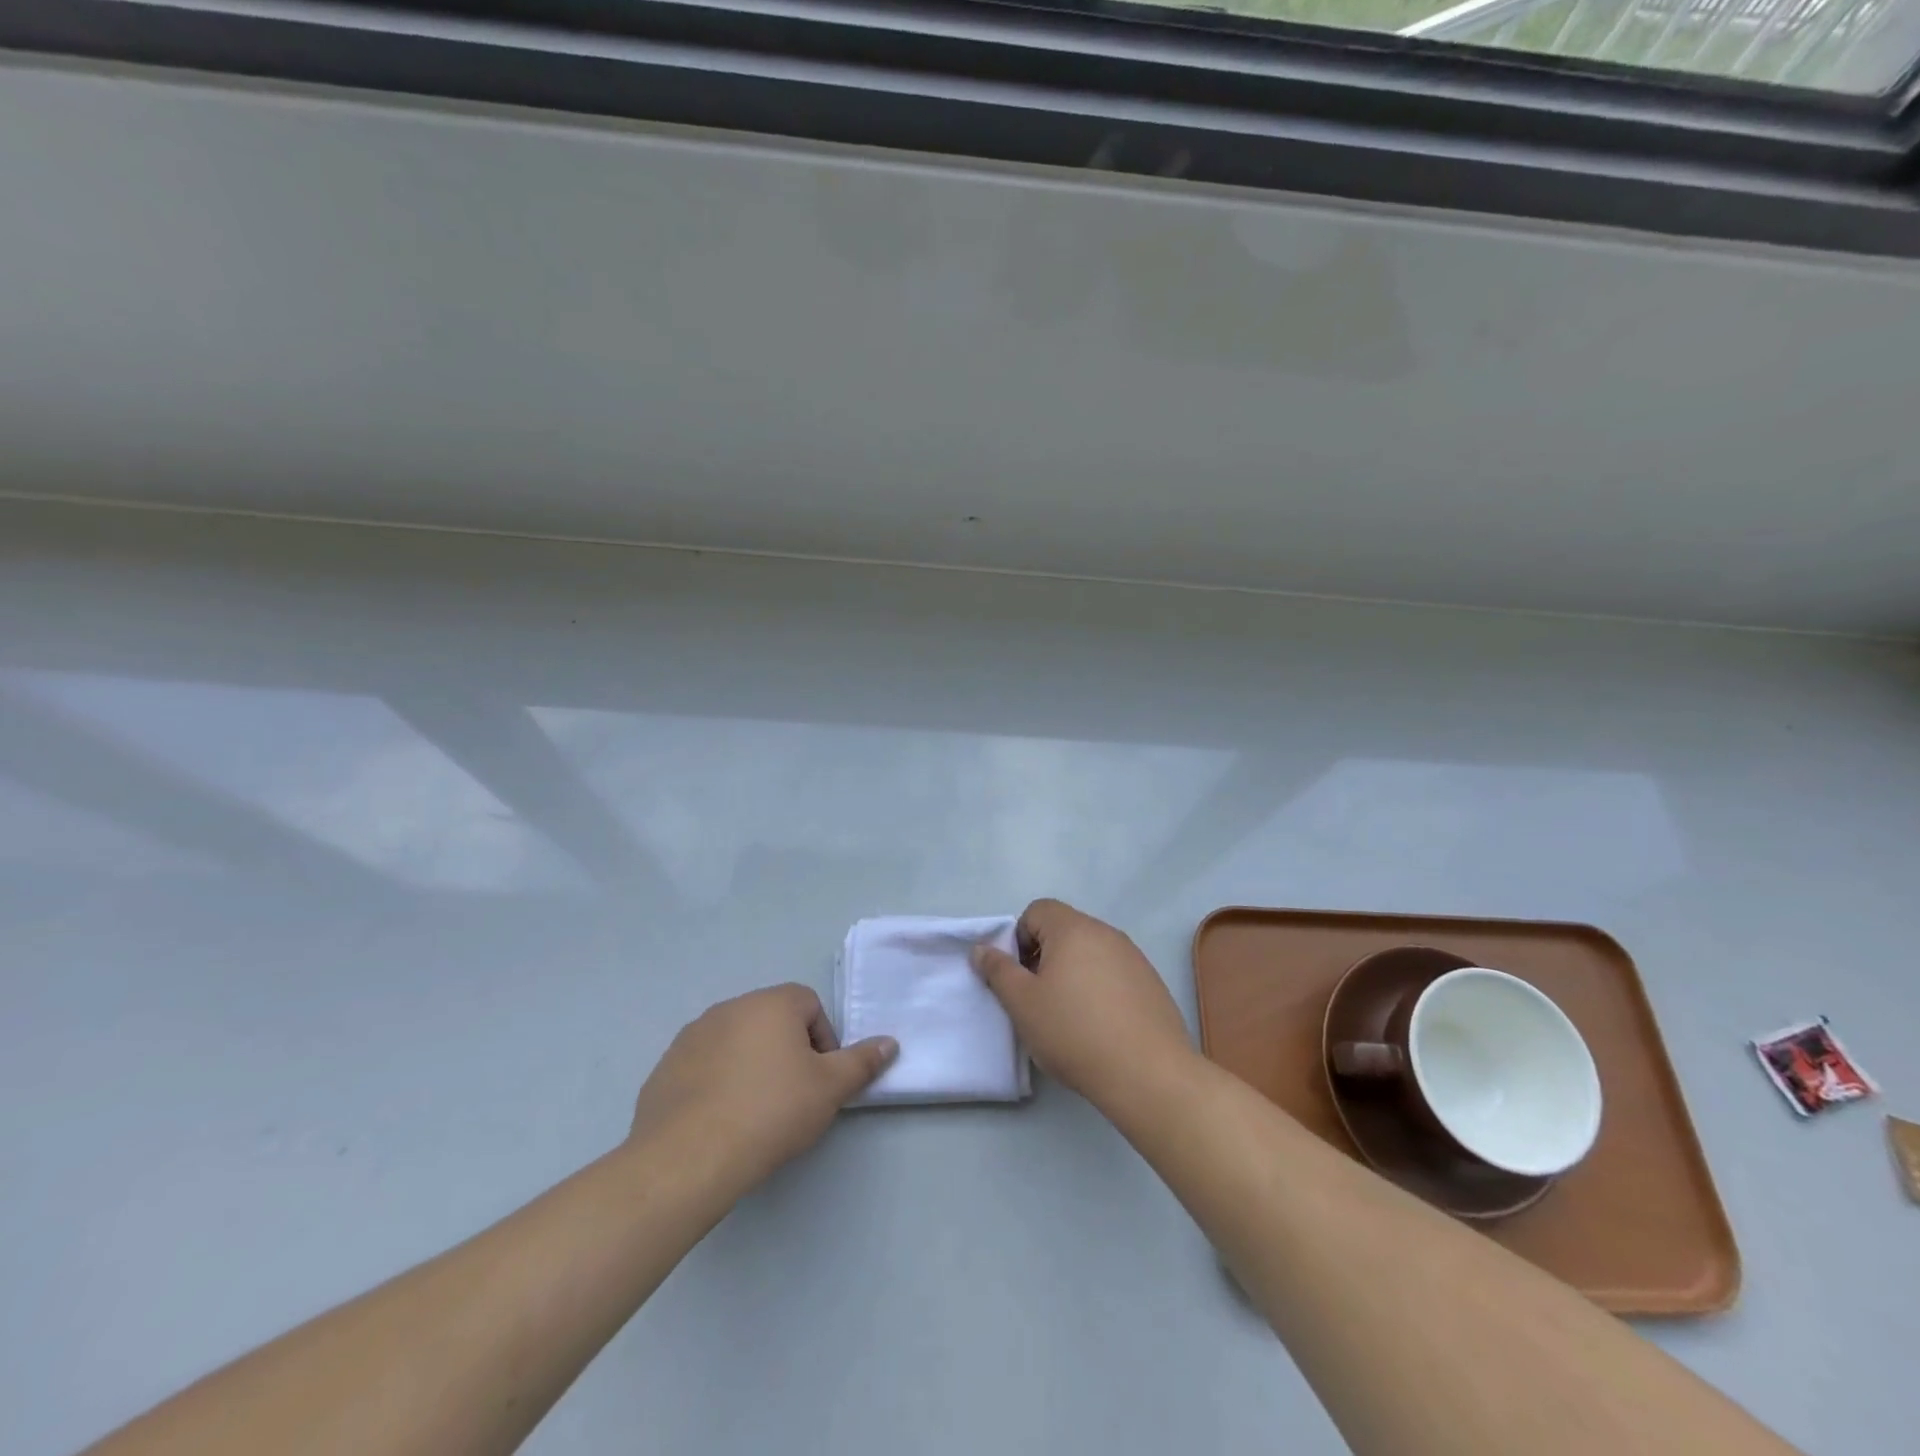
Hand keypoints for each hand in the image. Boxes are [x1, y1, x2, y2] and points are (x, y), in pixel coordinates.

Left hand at [628, 984, 896, 1189]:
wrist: (688, 1158)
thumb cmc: (770, 1112)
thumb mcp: (830, 1089)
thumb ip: (862, 1062)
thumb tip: (889, 1042)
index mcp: (772, 1003)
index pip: (809, 1004)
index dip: (823, 1040)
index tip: (821, 1079)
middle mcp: (730, 1007)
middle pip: (772, 1021)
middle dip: (787, 1052)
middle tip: (793, 1097)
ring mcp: (692, 1036)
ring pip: (736, 1043)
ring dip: (750, 1066)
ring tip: (755, 1113)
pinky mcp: (665, 1068)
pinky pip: (703, 1067)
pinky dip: (716, 1084)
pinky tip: (720, 1121)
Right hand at [970, 899, 1192, 1106]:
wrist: (1148, 1074)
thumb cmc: (1074, 1032)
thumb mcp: (1022, 1004)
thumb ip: (998, 971)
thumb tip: (982, 949)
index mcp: (1073, 929)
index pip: (1038, 910)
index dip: (1020, 938)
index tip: (1020, 976)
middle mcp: (1106, 933)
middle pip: (1064, 930)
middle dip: (1044, 957)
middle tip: (1038, 999)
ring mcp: (1134, 957)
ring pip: (1090, 953)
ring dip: (1072, 973)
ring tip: (1069, 1016)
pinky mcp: (1151, 983)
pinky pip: (1114, 973)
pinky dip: (1100, 989)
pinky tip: (1100, 1026)